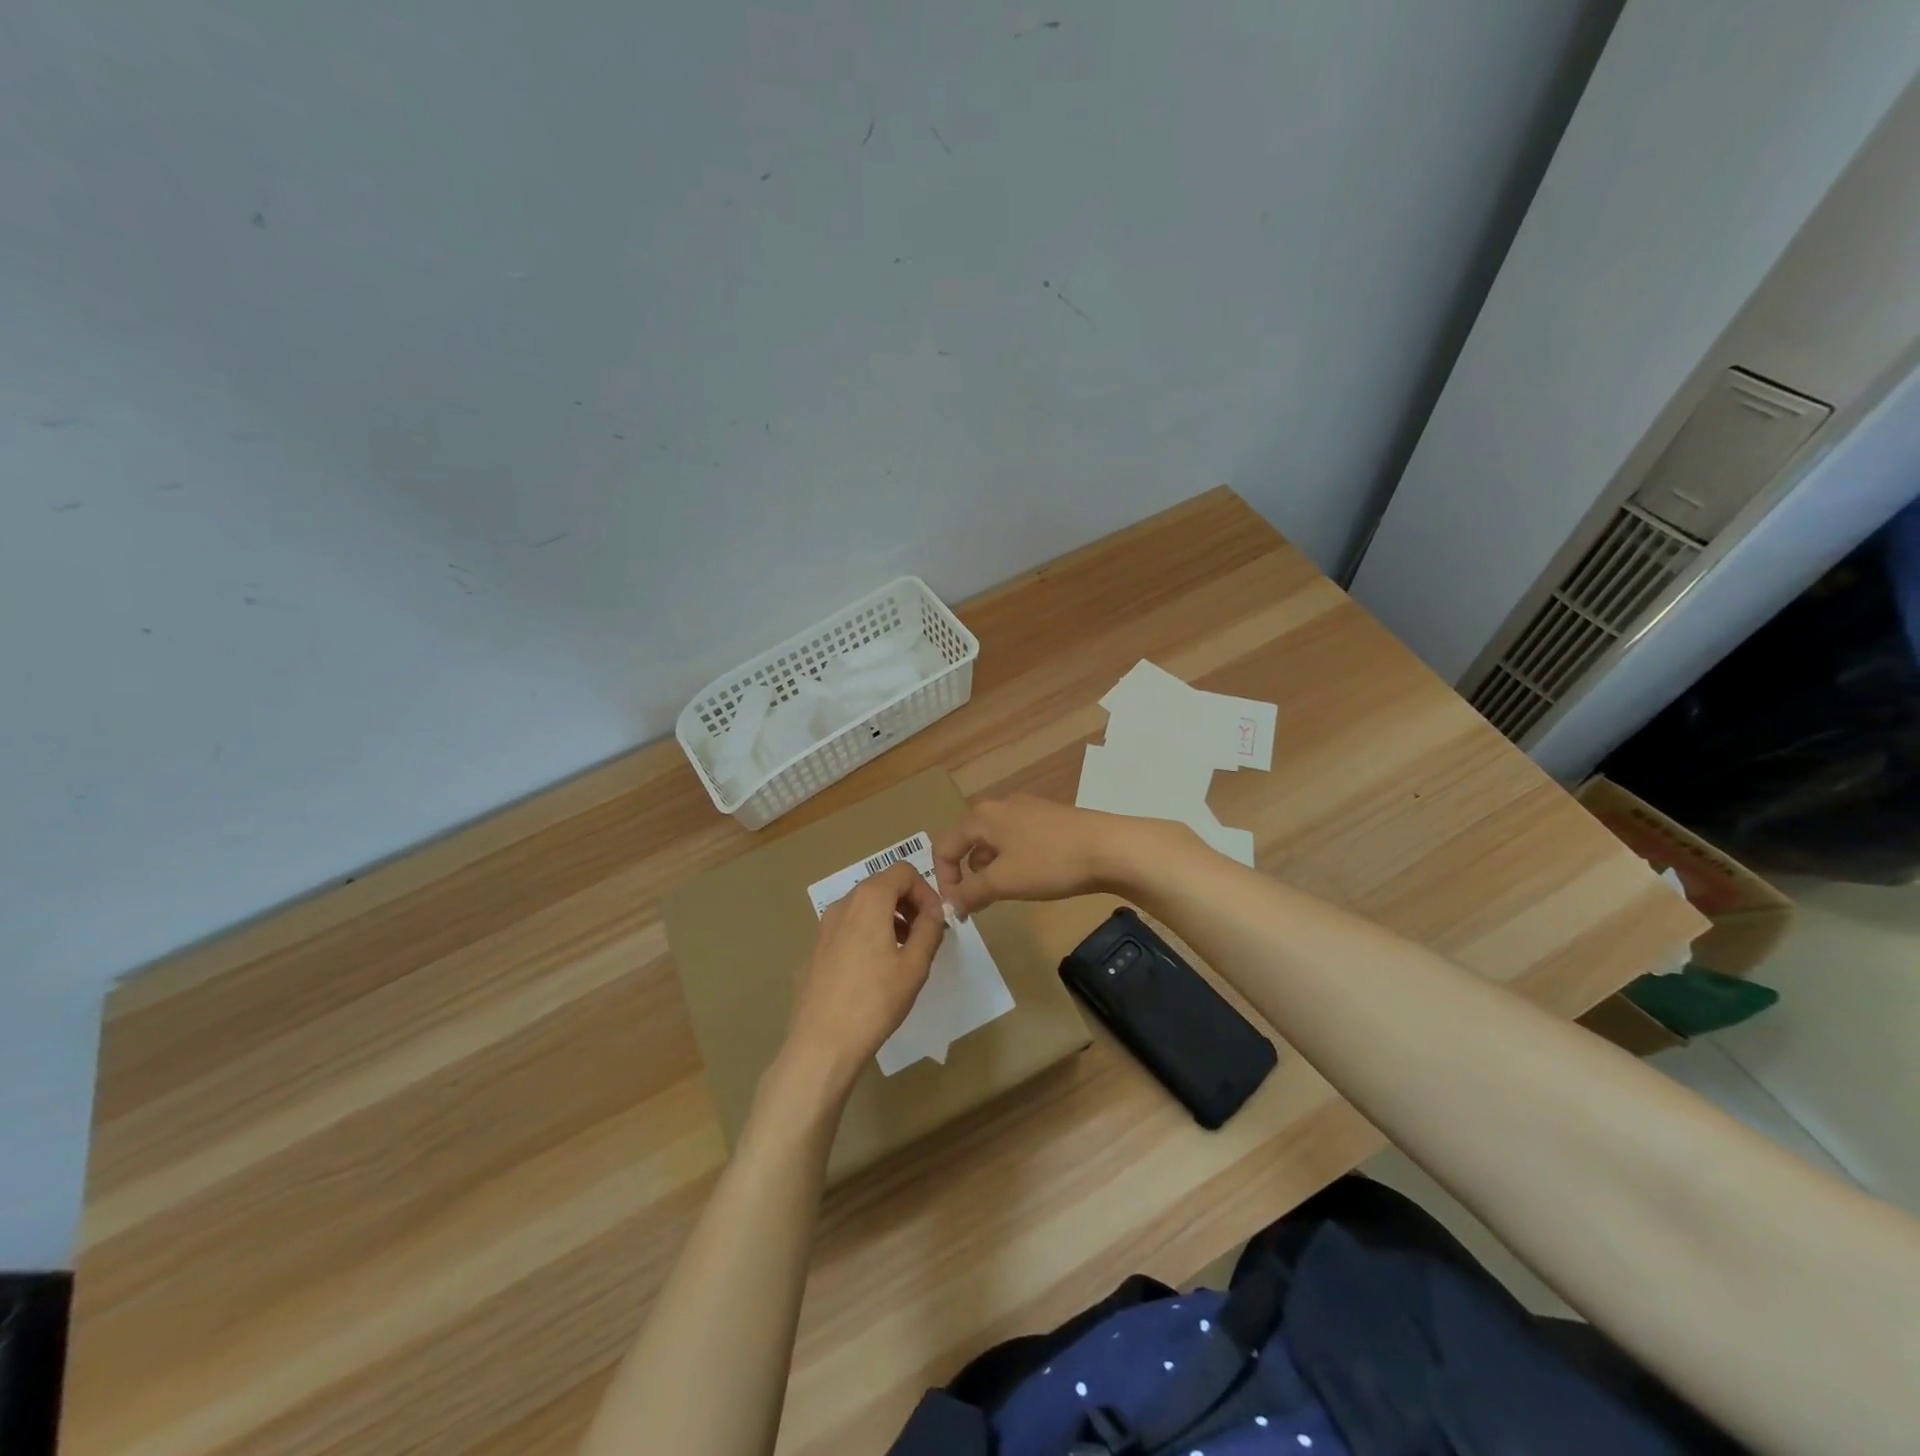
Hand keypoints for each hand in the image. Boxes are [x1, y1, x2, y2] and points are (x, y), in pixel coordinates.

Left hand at [779, 861, 945, 1100]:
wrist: (821, 1042)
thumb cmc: (875, 1000)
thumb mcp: (914, 965)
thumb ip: (929, 929)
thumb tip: (935, 910)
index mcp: (869, 900)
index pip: (903, 872)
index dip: (926, 891)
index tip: (937, 920)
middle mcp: (843, 904)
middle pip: (882, 885)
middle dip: (909, 903)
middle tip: (925, 935)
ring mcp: (825, 926)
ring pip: (864, 907)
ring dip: (890, 918)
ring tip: (905, 953)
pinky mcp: (816, 949)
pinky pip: (849, 927)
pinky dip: (869, 933)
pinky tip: (876, 970)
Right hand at [932, 797, 1171, 916]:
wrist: (1111, 848)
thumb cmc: (1050, 862)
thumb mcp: (1004, 882)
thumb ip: (970, 892)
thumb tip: (949, 904)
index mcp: (981, 816)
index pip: (944, 847)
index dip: (944, 881)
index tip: (957, 908)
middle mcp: (999, 805)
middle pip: (967, 842)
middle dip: (967, 875)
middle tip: (979, 903)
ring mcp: (1026, 808)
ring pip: (993, 841)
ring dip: (990, 869)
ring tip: (1007, 892)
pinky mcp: (1048, 817)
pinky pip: (1016, 839)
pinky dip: (1012, 860)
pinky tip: (1033, 876)